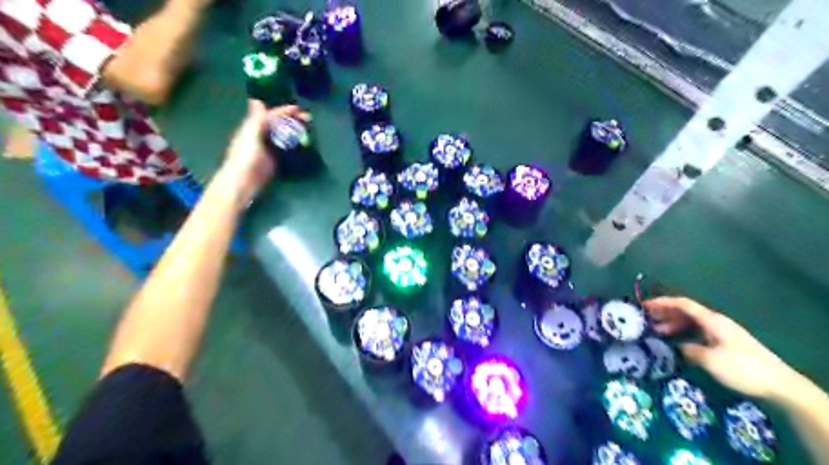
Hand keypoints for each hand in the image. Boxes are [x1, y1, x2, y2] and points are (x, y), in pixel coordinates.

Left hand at [218, 100, 308, 204]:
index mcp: (254, 128)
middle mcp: (261, 135)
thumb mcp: (251, 136)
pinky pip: (285, 148)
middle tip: (308, 120)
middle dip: (292, 120)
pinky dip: (293, 144)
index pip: (271, 115)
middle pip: (278, 124)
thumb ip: (256, 120)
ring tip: (308, 130)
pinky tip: (302, 145)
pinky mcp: (273, 160)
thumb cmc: (245, 158)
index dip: (284, 111)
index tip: (299, 110)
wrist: (243, 181)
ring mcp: (268, 148)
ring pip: (283, 135)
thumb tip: (257, 99)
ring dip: (294, 131)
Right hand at [644, 297, 799, 403]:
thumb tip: (677, 346)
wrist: (780, 385)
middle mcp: (715, 322)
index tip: (644, 305)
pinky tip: (675, 344)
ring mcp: (721, 333)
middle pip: (685, 312)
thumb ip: (688, 349)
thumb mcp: (710, 359)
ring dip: (672, 325)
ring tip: (656, 332)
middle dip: (664, 313)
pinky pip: (697, 333)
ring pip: (690, 323)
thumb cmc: (742, 368)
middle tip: (645, 320)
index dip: (663, 302)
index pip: (683, 304)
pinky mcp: (725, 344)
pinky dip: (683, 334)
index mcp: (712, 320)